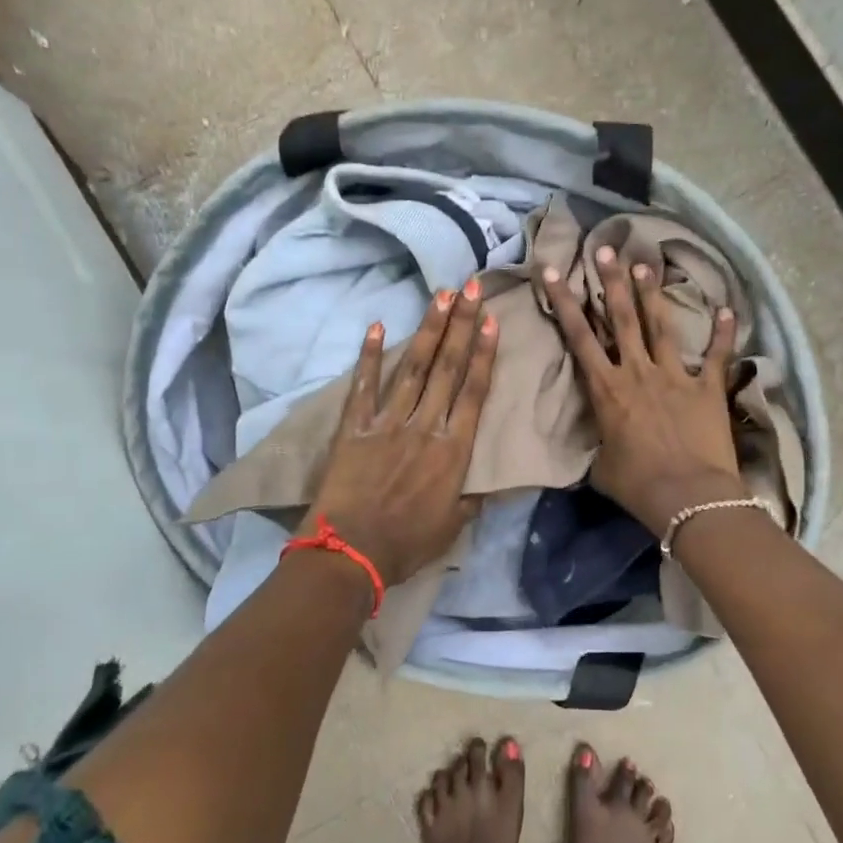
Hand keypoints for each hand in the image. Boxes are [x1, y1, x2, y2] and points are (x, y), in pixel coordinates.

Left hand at [304, 282, 498, 587]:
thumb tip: (492, 482)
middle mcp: (424, 427)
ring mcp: (387, 423)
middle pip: (447, 368)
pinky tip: (379, 326)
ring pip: (413, 368)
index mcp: (454, 451)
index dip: (484, 354)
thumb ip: (473, 498)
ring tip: (441, 296)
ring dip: (429, 330)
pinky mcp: (353, 428)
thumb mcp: (454, 526)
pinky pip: (363, 386)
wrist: (350, 554)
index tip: (492, 321)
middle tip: (472, 288)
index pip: (474, 391)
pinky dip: (370, 356)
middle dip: (462, 325)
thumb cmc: (407, 545)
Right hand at [545, 245, 746, 533]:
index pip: (579, 336)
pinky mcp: (708, 388)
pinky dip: (724, 332)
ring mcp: (675, 375)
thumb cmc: (637, 485)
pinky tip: (728, 308)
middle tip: (605, 248)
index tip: (554, 270)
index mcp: (607, 388)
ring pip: (661, 324)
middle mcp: (638, 371)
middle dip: (612, 280)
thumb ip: (597, 446)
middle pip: (622, 317)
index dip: (565, 301)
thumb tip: (597, 445)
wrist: (689, 498)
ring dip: (653, 292)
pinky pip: (717, 355)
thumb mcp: (601, 468)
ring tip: (646, 262)